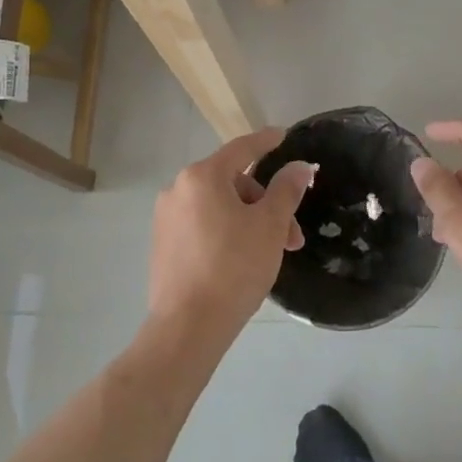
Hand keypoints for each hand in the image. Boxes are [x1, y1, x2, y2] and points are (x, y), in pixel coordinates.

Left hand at [149, 128, 316, 341]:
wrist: (188, 327)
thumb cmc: (234, 267)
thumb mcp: (269, 225)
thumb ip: (286, 190)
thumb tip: (299, 167)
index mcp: (202, 177)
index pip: (241, 149)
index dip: (266, 141)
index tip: (283, 135)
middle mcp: (178, 189)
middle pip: (232, 183)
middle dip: (266, 204)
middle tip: (291, 236)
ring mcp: (166, 218)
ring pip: (218, 207)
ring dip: (249, 221)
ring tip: (271, 254)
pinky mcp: (163, 244)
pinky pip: (202, 225)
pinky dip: (226, 232)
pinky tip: (242, 260)